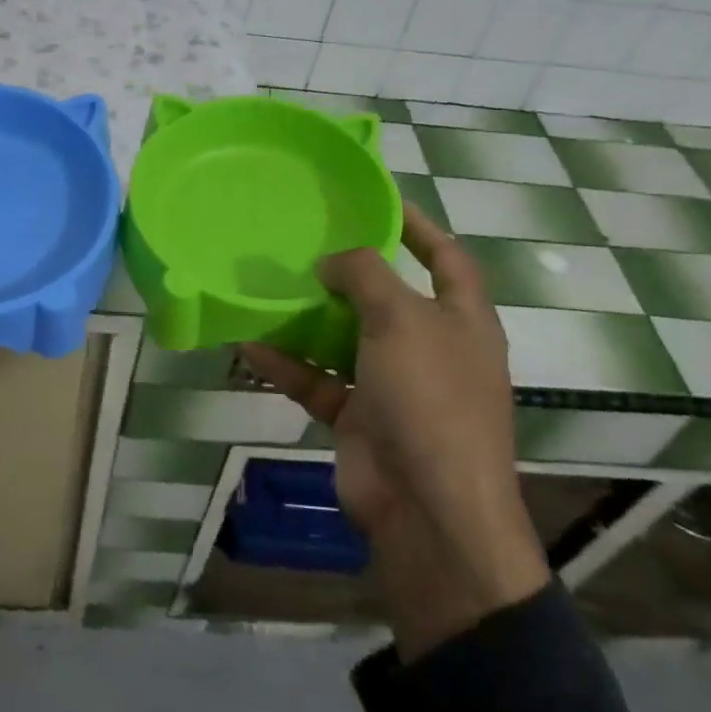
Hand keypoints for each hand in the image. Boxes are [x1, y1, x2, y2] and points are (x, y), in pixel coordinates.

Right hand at [241, 203, 547, 659]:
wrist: (429, 513)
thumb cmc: (430, 398)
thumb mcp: (401, 319)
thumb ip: (364, 274)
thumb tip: (331, 262)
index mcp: (461, 319)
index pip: (445, 257)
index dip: (418, 225)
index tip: (378, 198)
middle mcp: (430, 348)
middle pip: (387, 297)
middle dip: (349, 271)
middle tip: (305, 240)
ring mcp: (394, 386)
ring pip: (345, 339)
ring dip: (309, 318)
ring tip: (268, 285)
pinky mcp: (359, 419)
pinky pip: (318, 380)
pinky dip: (288, 364)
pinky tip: (248, 343)